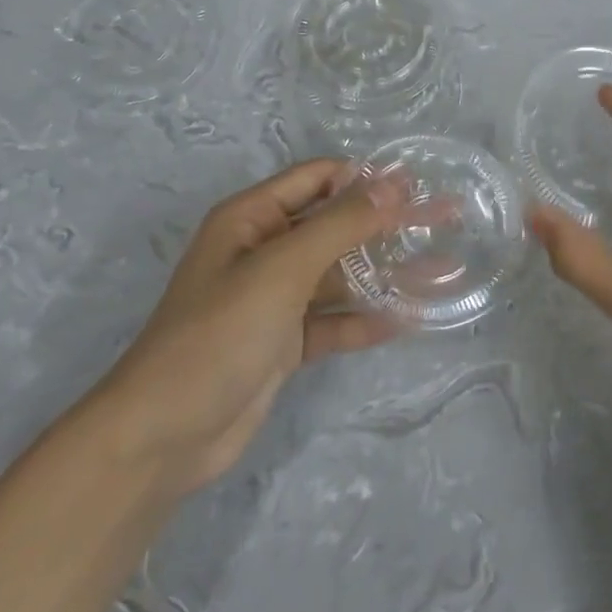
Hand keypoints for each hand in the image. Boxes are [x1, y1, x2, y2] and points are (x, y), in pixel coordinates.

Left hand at [99, 160, 415, 495]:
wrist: (166, 434)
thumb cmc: (220, 333)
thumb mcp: (283, 269)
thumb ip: (340, 224)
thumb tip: (393, 184)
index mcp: (251, 219)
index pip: (317, 179)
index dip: (366, 177)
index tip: (419, 185)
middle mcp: (264, 251)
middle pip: (336, 226)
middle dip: (387, 224)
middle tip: (446, 219)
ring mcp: (275, 299)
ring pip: (340, 276)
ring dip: (386, 273)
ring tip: (444, 269)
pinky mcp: (284, 342)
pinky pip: (334, 321)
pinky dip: (366, 319)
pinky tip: (409, 319)